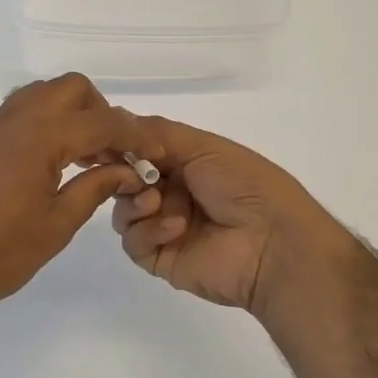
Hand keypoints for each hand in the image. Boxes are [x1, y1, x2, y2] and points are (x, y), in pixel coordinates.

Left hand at [0, 75, 165, 326]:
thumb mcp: (57, 224)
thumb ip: (96, 188)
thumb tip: (127, 170)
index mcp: (39, 136)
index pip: (101, 121)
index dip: (135, 133)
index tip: (155, 150)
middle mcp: (13, 119)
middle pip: (70, 89)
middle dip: (100, 111)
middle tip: (114, 150)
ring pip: (41, 95)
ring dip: (70, 114)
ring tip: (85, 156)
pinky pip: (19, 114)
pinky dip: (45, 124)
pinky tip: (52, 163)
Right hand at [110, 116, 350, 317]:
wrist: (273, 242)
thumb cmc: (244, 185)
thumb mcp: (204, 146)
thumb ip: (157, 133)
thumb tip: (116, 119)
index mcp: (185, 164)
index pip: (139, 152)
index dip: (121, 147)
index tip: (104, 143)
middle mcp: (172, 193)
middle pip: (124, 181)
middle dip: (123, 174)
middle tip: (132, 175)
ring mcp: (164, 227)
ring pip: (123, 211)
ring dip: (134, 202)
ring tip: (157, 202)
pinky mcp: (160, 258)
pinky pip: (133, 243)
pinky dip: (148, 231)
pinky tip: (176, 228)